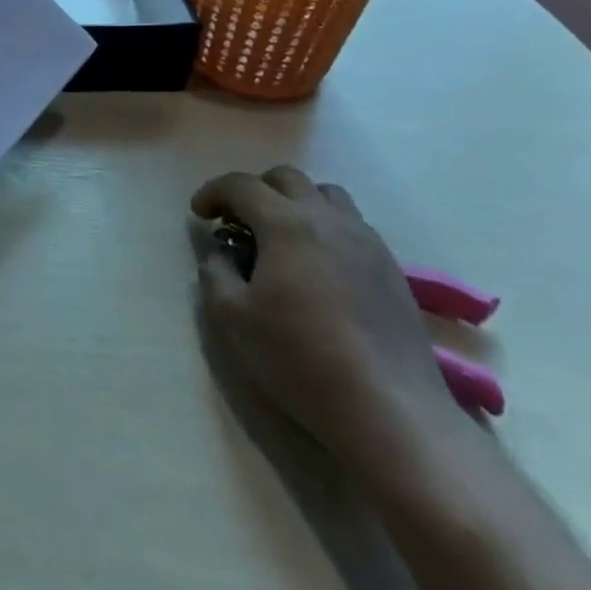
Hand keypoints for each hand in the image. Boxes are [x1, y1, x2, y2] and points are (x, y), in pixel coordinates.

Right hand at [192, 165, 459, 466]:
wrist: (390, 410)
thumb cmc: (300, 358)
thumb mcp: (232, 317)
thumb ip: (216, 272)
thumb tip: (223, 253)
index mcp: (286, 223)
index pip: (241, 185)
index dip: (213, 192)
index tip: (199, 214)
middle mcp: (328, 218)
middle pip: (286, 178)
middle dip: (254, 190)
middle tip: (237, 221)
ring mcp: (366, 241)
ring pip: (326, 195)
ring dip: (295, 203)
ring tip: (281, 236)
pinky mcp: (391, 268)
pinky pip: (352, 225)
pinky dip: (325, 227)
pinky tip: (318, 265)